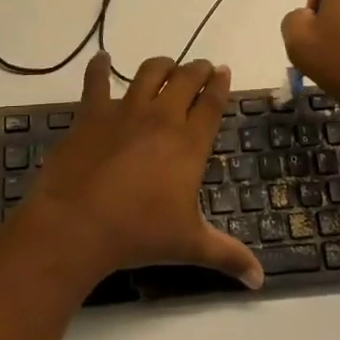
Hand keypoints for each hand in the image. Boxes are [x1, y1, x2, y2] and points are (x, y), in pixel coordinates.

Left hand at [22, 52, 263, 289]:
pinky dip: (99, 67)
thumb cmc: (139, 234)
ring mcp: (124, 111)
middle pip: (185, 79)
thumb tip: (261, 281)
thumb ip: (228, 257)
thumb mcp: (190, 245)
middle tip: (201, 69)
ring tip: (166, 67)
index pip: (212, 103)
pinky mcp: (91, 113)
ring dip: (162, 66)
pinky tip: (101, 59)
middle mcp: (161, 117)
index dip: (220, 84)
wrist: (78, 224)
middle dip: (197, 69)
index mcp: (189, 143)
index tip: (224, 71)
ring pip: (149, 71)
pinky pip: (96, 81)